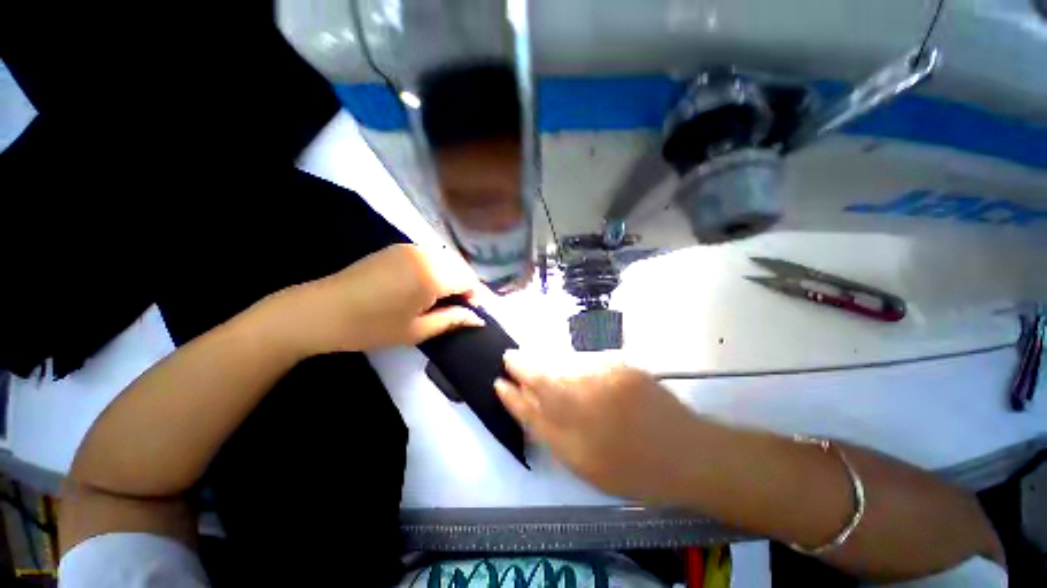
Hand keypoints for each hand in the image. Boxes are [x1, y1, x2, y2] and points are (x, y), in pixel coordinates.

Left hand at [276, 244, 485, 354]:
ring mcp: (410, 248)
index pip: (469, 280)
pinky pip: (429, 255)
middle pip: (459, 266)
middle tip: (461, 307)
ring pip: (445, 258)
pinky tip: (426, 285)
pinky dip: (437, 268)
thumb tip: (478, 318)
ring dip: (452, 276)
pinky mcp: (397, 248)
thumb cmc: (372, 326)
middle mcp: (426, 254)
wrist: (321, 311)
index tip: (474, 312)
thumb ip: (453, 320)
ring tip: (445, 297)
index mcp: (433, 275)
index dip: (476, 296)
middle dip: (466, 285)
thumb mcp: (417, 330)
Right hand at [494, 351, 704, 501]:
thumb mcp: (586, 466)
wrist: (686, 452)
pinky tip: (569, 364)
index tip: (498, 382)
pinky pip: (587, 361)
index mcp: (575, 435)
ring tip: (533, 359)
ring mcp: (604, 380)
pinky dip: (573, 361)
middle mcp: (586, 403)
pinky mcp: (620, 366)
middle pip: (543, 379)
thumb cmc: (634, 469)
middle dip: (522, 366)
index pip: (532, 409)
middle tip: (509, 357)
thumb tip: (531, 407)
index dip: (512, 396)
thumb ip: (555, 435)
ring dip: (545, 361)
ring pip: (564, 365)